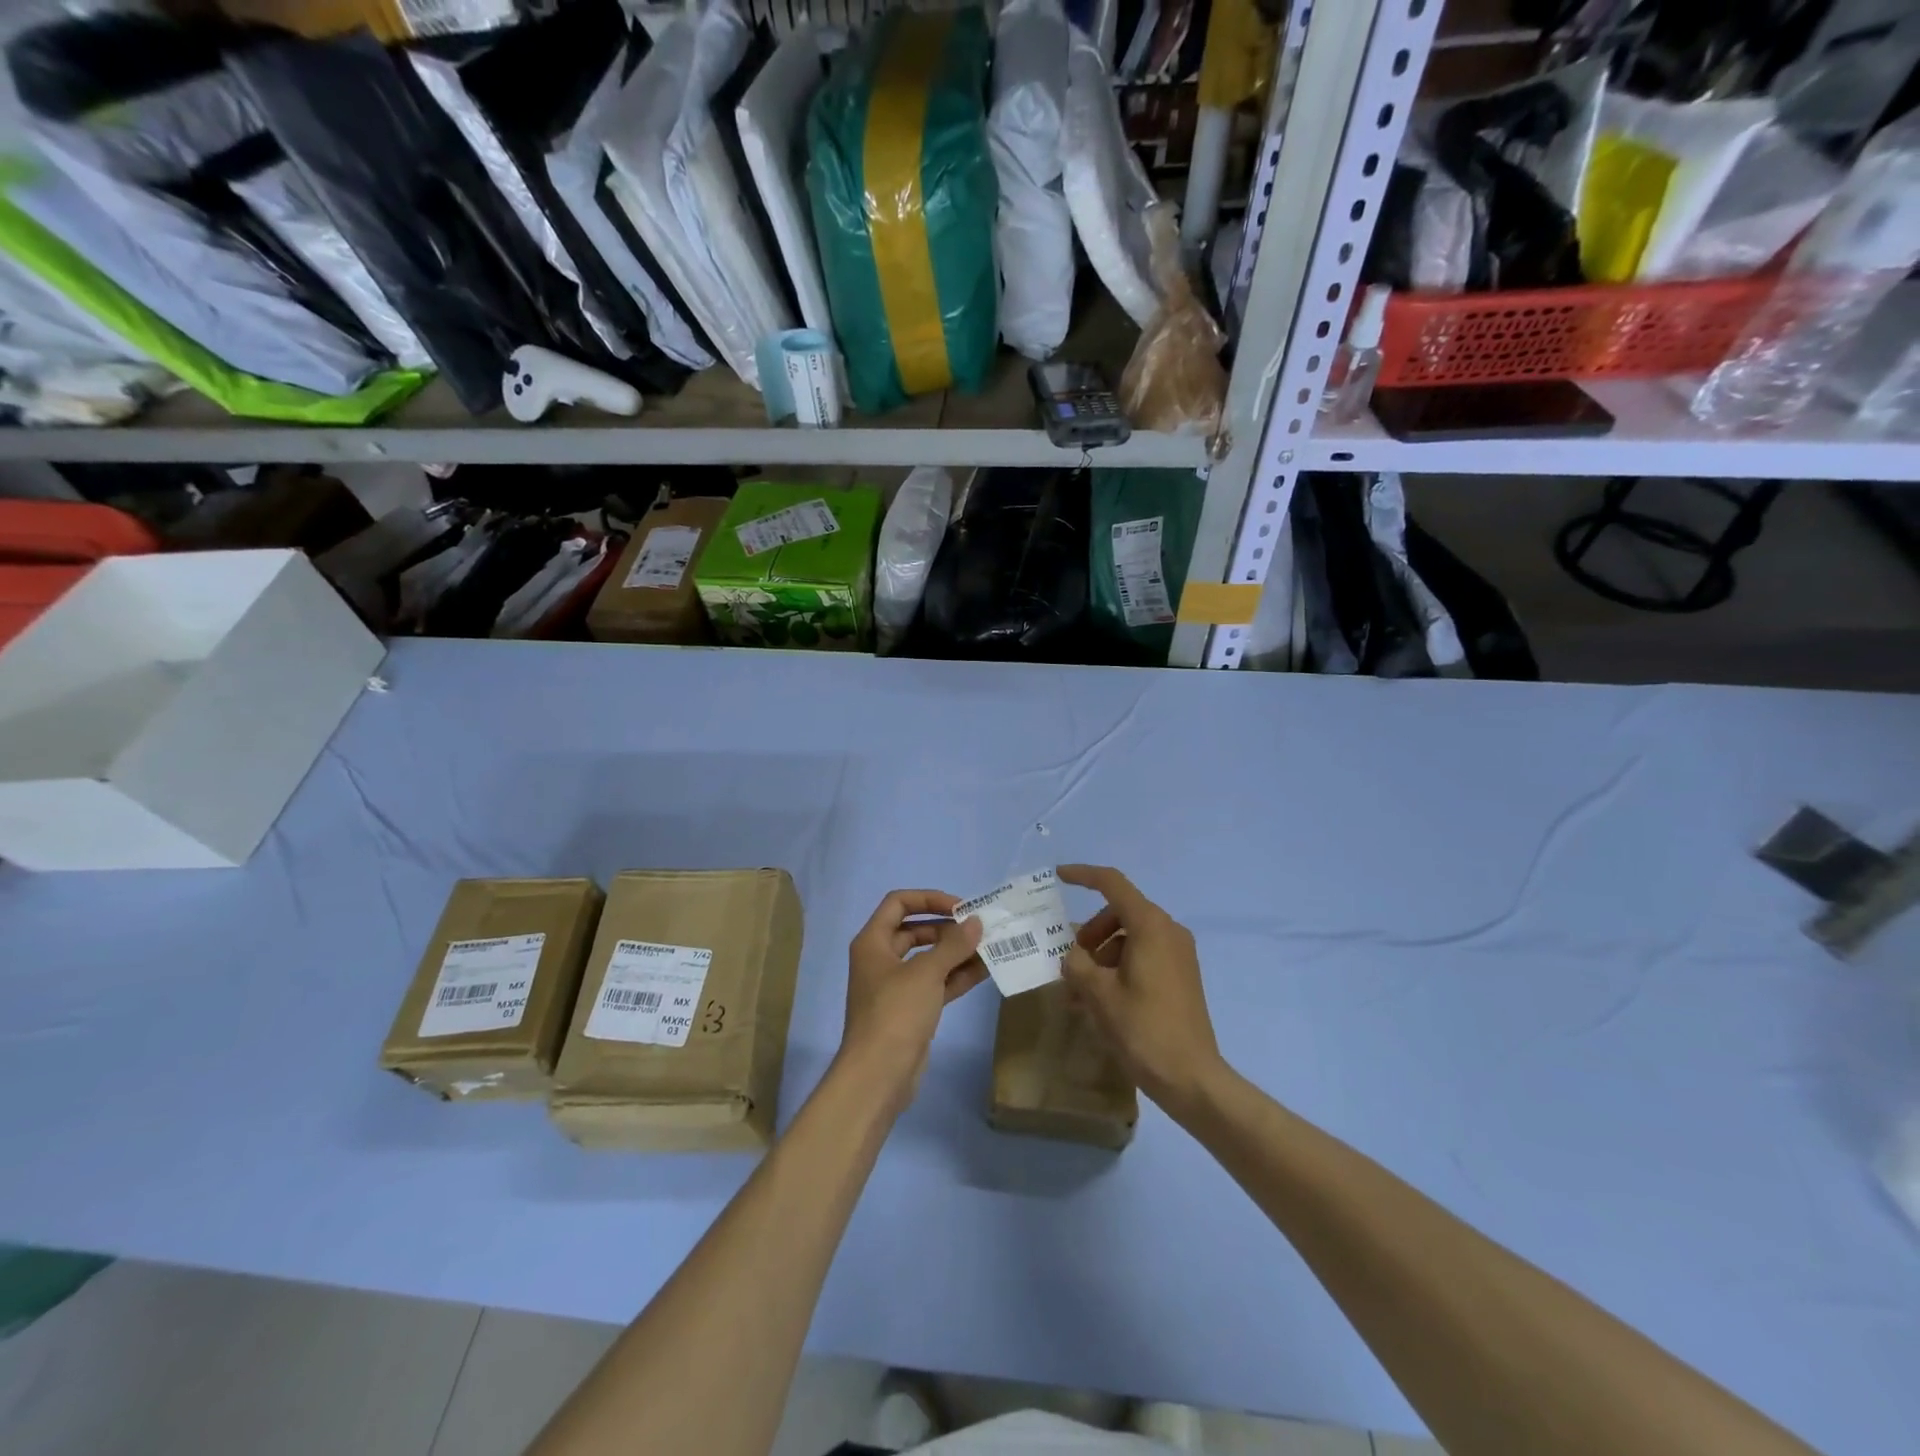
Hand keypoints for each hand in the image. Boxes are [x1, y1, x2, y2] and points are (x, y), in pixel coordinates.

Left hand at [838, 889, 985, 1106]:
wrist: (878, 1076)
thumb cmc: (895, 1013)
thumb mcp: (926, 973)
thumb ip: (954, 944)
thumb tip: (977, 922)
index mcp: (873, 942)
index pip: (899, 903)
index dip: (929, 898)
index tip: (960, 907)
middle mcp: (881, 959)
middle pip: (916, 930)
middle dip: (948, 928)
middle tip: (980, 929)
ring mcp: (896, 986)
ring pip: (929, 959)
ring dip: (957, 952)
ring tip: (990, 947)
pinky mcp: (911, 1010)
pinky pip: (936, 983)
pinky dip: (957, 976)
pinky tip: (985, 970)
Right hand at [1058, 864, 1224, 1115]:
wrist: (1191, 1078)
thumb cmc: (1143, 1029)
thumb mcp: (1098, 994)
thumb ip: (1077, 964)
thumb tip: (1073, 955)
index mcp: (1150, 926)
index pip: (1113, 884)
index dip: (1083, 875)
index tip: (1059, 876)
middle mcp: (1168, 931)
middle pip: (1119, 912)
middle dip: (1090, 932)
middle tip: (1069, 961)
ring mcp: (1178, 954)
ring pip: (1129, 937)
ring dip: (1100, 956)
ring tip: (1079, 993)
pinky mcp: (1181, 976)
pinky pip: (1143, 956)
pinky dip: (1118, 968)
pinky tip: (1100, 1001)